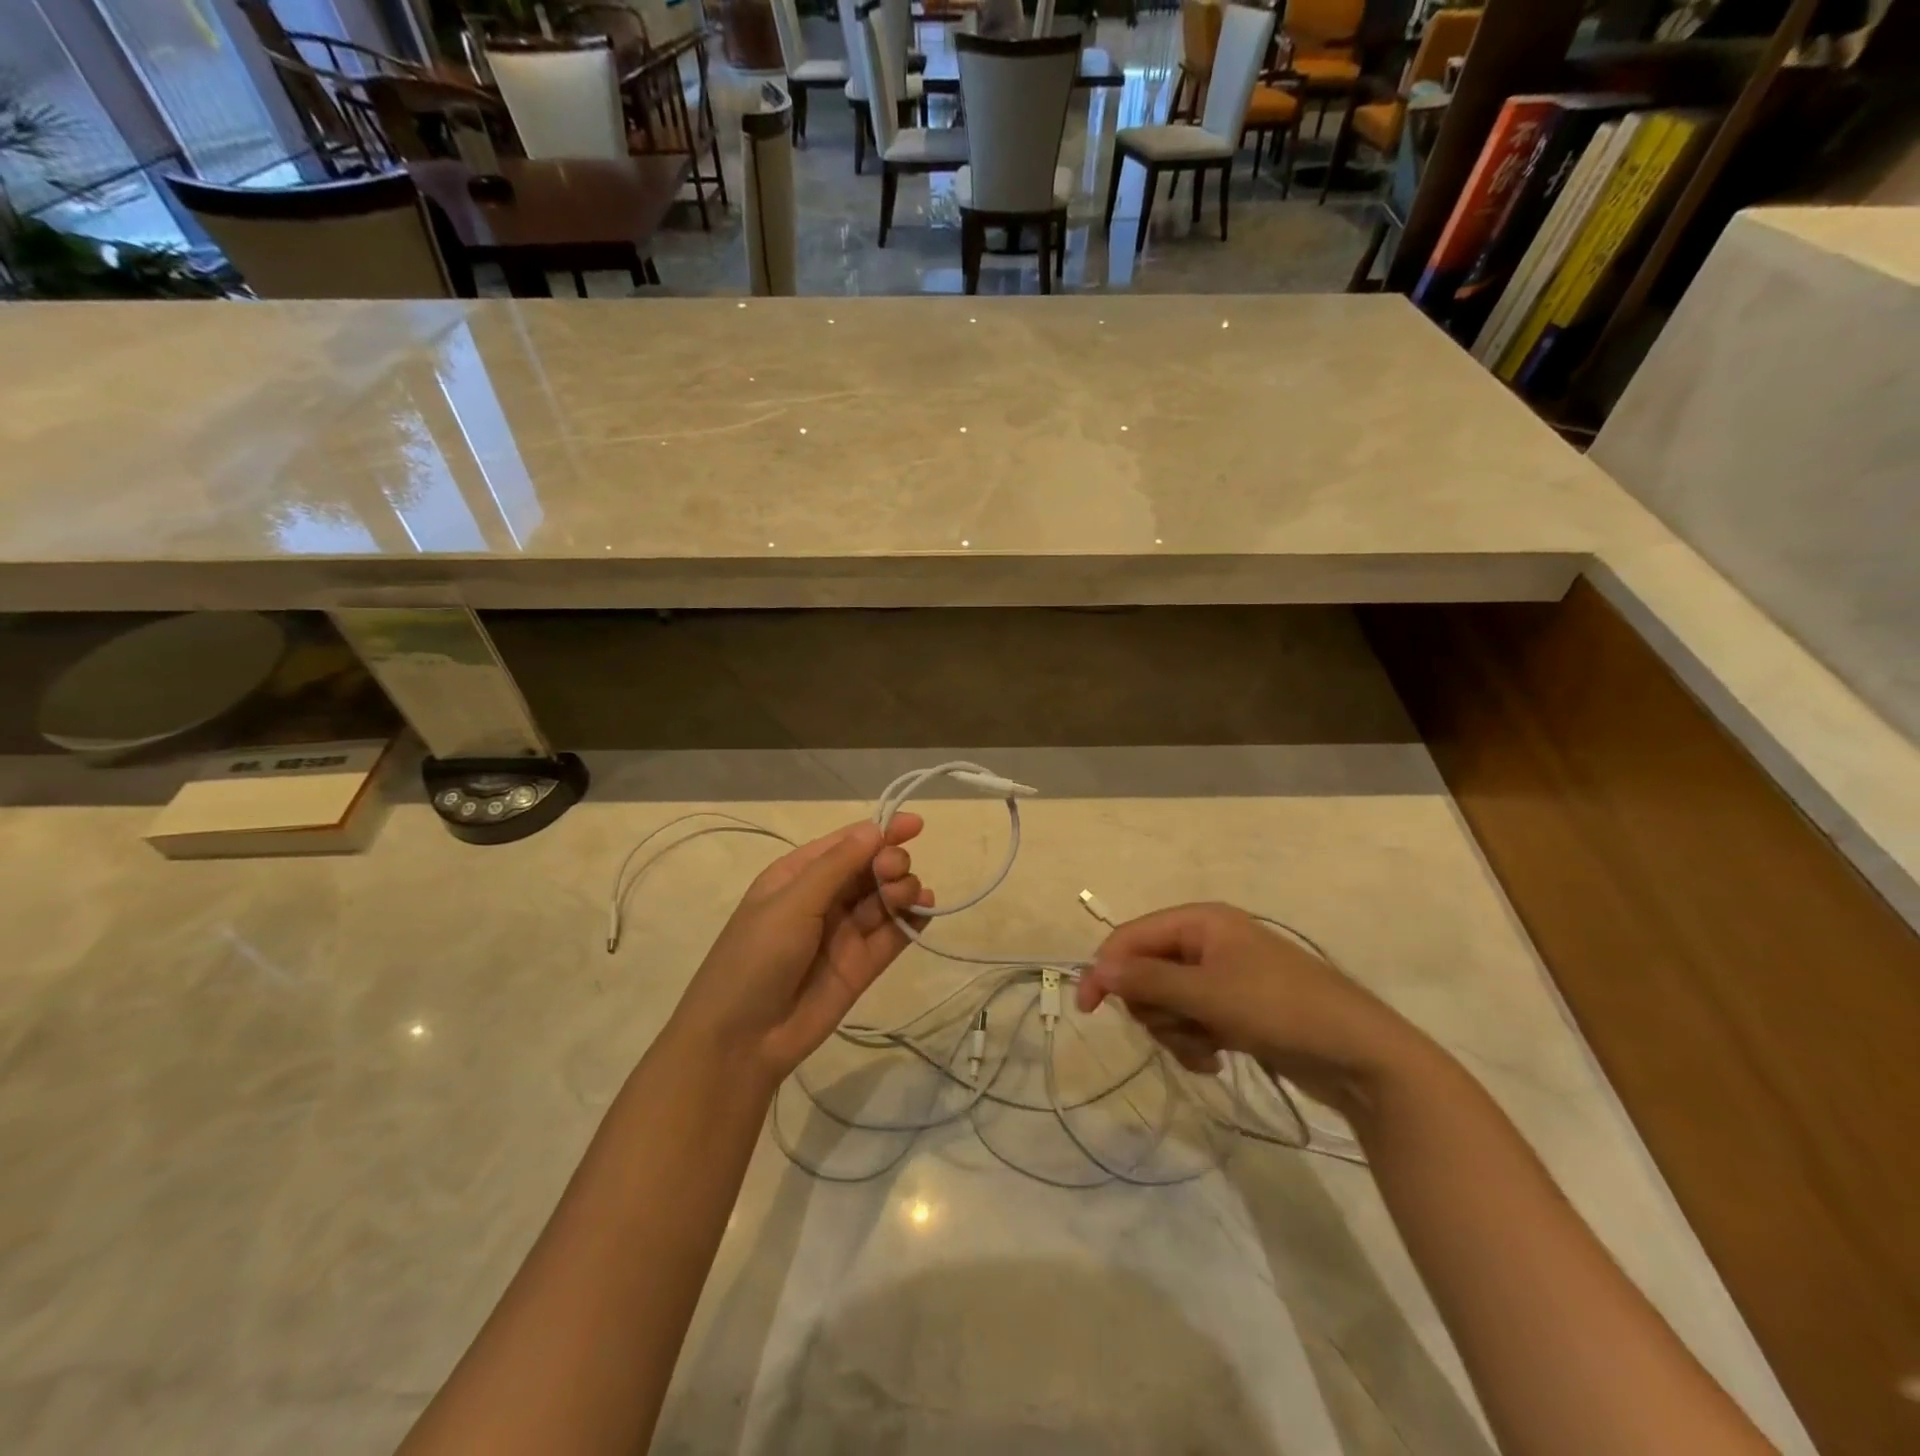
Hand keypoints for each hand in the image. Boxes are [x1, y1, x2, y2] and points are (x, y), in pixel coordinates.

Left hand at [670, 816, 932, 1086]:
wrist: (742, 1041)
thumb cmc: (756, 958)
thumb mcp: (792, 903)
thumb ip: (837, 866)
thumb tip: (875, 829)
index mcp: (798, 876)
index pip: (847, 843)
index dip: (881, 831)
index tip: (916, 825)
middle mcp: (824, 899)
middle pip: (871, 868)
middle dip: (890, 862)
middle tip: (892, 873)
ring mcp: (846, 933)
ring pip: (886, 898)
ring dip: (903, 888)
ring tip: (905, 896)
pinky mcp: (864, 965)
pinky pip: (895, 933)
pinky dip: (914, 919)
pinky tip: (925, 909)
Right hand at [1075, 902, 1429, 1117]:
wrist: (1360, 1055)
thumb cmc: (1280, 1009)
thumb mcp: (1209, 993)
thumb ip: (1148, 979)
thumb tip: (1096, 968)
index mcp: (1200, 921)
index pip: (1131, 937)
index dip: (1106, 970)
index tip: (1088, 1010)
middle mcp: (1207, 942)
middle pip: (1146, 972)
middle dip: (1155, 1008)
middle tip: (1180, 1027)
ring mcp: (1222, 977)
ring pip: (1166, 1003)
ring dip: (1176, 1031)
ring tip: (1206, 1048)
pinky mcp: (1234, 1010)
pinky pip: (1191, 1021)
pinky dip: (1195, 1042)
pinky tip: (1217, 1058)